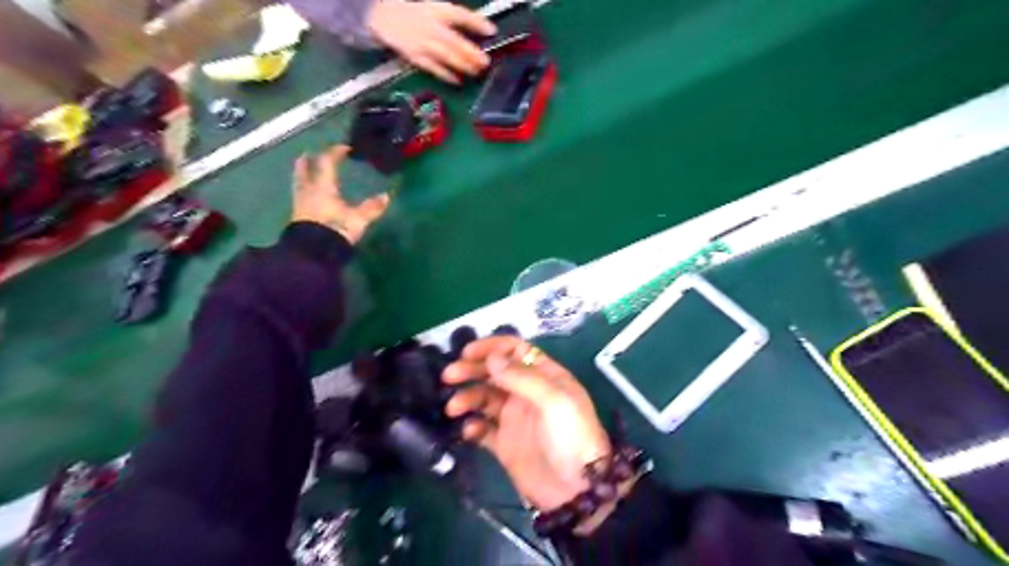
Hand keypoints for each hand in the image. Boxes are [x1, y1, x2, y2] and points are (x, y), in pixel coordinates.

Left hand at [292, 143, 388, 241]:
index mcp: (323, 186)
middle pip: (305, 171)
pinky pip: (300, 198)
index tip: (344, 148)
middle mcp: (309, 191)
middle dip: (308, 161)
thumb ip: (372, 207)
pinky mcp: (298, 218)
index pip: (327, 163)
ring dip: (301, 176)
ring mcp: (301, 204)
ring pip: (299, 184)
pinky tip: (308, 196)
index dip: (334, 153)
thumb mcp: (358, 219)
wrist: (314, 252)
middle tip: (308, 153)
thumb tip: (386, 196)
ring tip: (304, 172)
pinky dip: (304, 192)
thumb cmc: (336, 229)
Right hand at [370, 0, 495, 83]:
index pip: (460, 14)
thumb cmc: (417, 14)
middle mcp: (430, 26)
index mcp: (436, 10)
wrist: (384, 17)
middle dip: (471, 52)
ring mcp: (422, 43)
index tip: (491, 30)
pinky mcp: (416, 57)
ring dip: (463, 65)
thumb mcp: (436, 9)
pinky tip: (458, 80)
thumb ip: (456, 20)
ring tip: (476, 71)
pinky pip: (433, 68)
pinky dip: (446, 75)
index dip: (476, 22)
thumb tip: (482, 30)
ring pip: (446, 56)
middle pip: (454, 41)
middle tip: (486, 61)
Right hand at [442, 335, 615, 513]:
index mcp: (543, 376)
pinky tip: (469, 430)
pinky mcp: (504, 443)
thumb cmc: (572, 436)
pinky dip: (472, 426)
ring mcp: (514, 417)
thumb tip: (491, 358)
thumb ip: (522, 377)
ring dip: (467, 397)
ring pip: (484, 398)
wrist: (575, 490)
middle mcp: (526, 392)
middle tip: (448, 376)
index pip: (515, 351)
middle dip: (471, 370)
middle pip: (494, 372)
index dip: (491, 348)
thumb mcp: (555, 400)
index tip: (467, 352)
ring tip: (453, 408)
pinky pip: (482, 429)